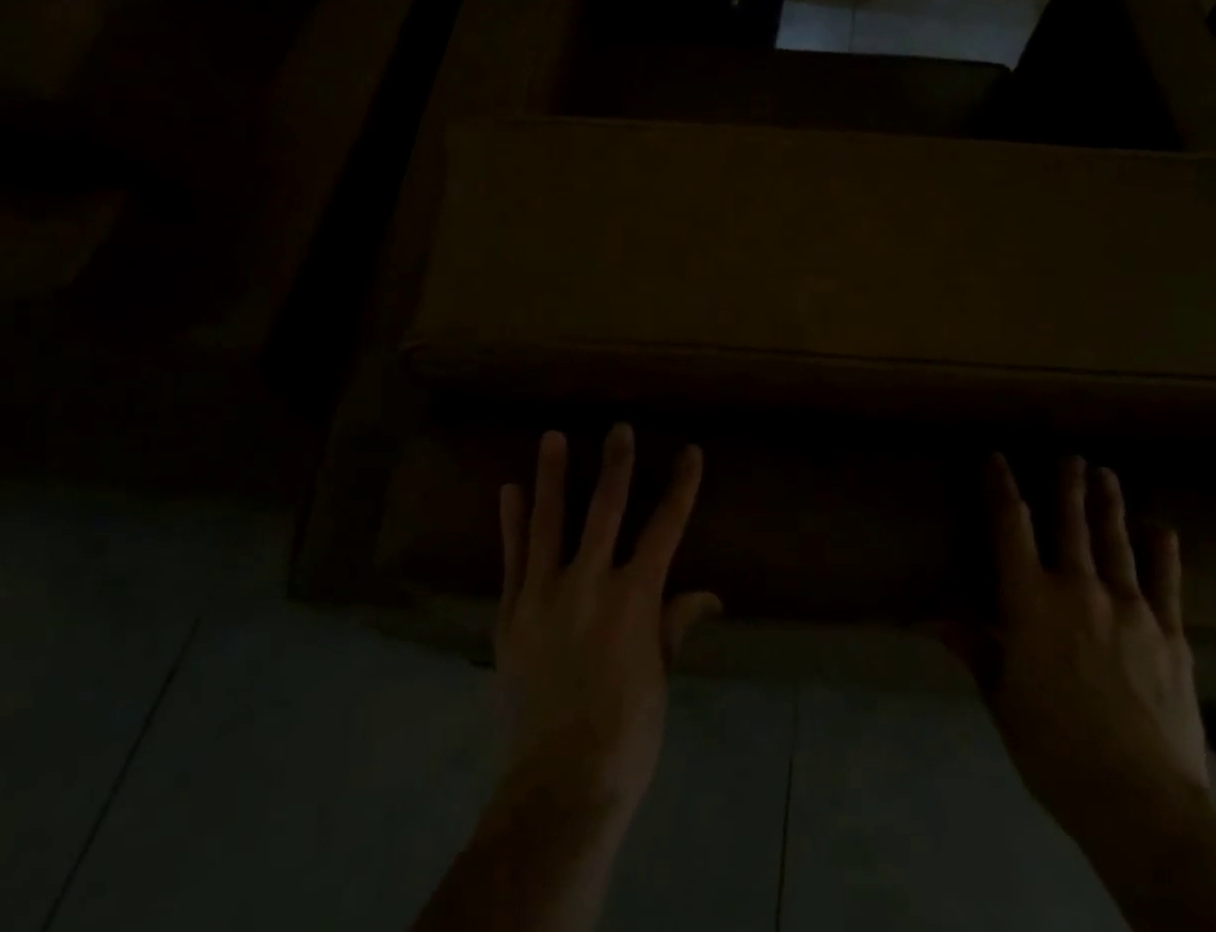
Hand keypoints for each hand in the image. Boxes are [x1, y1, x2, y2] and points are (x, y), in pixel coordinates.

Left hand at [492, 425, 721, 826]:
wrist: (559, 787)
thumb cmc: (626, 735)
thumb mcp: (659, 679)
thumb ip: (674, 626)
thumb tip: (707, 595)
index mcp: (634, 599)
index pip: (665, 529)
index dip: (681, 488)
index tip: (690, 452)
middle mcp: (589, 584)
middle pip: (606, 511)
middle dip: (617, 466)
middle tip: (619, 428)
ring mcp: (544, 595)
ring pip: (549, 523)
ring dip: (552, 477)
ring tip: (552, 437)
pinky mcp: (510, 614)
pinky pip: (511, 559)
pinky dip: (511, 524)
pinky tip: (509, 492)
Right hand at [949, 455, 1208, 843]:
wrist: (1142, 804)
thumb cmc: (1055, 749)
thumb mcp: (1002, 699)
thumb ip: (974, 648)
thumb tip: (931, 618)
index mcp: (1030, 601)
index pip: (1010, 526)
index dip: (1002, 487)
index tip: (996, 458)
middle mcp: (1078, 589)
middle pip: (1071, 523)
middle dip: (1068, 486)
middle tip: (1070, 456)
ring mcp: (1130, 608)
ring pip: (1116, 542)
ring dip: (1110, 505)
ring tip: (1107, 474)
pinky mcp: (1170, 635)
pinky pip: (1166, 582)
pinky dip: (1163, 551)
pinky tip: (1163, 528)